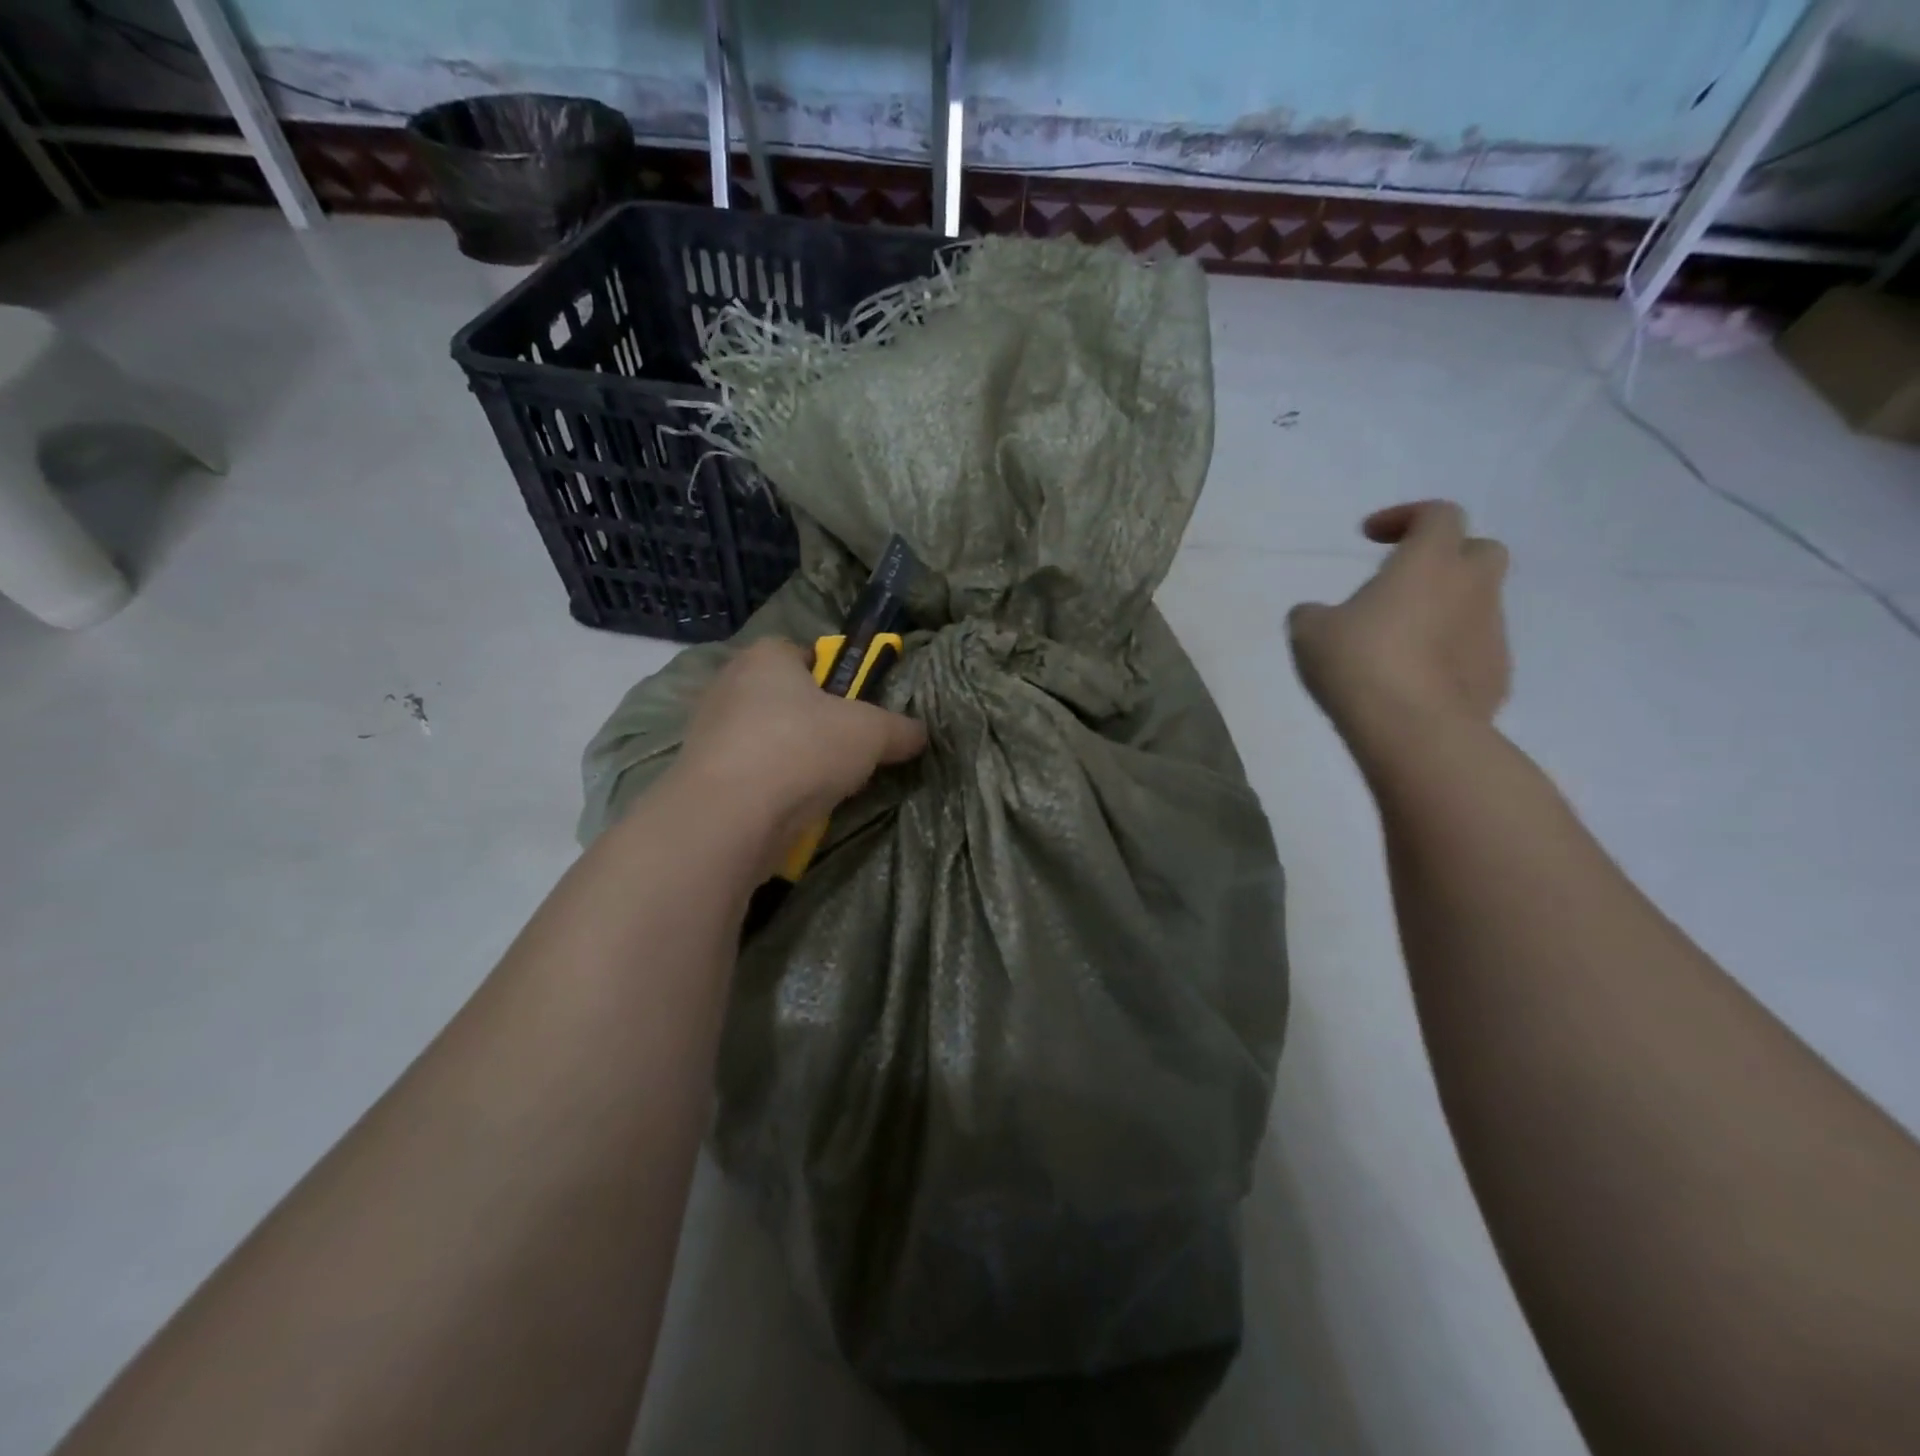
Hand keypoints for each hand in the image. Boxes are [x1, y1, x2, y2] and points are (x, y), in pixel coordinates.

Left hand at [671, 638, 927, 869]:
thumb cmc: (803, 749)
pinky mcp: (702, 775)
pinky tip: (793, 808)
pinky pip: (750, 772)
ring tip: (824, 785)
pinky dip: (771, 786)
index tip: (855, 707)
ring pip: (767, 738)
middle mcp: (730, 684)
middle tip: (847, 749)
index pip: (803, 652)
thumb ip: (900, 729)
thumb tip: (919, 734)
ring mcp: (709, 731)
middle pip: (786, 698)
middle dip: (815, 722)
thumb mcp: (872, 733)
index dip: (833, 676)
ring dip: (794, 757)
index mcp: (766, 656)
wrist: (729, 817)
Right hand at [1288, 500, 1511, 747]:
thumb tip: (1320, 615)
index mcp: (1429, 562)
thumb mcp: (1310, 631)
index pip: (1438, 514)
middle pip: (1480, 551)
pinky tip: (1415, 680)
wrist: (1413, 730)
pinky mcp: (1498, 676)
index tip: (1370, 537)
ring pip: (1478, 605)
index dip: (1405, 517)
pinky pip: (1475, 651)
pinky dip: (1450, 654)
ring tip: (1401, 642)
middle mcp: (1472, 588)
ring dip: (1445, 611)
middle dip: (1447, 558)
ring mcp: (1492, 634)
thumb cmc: (1358, 663)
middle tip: (1405, 582)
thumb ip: (1315, 613)